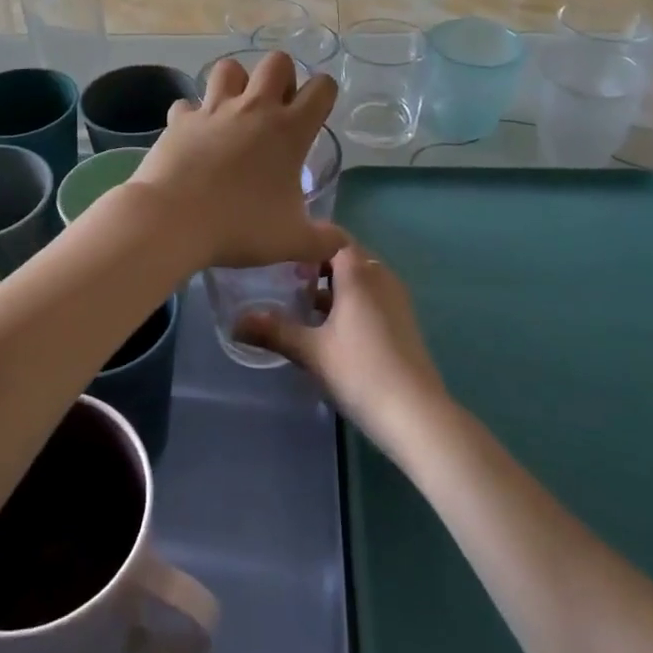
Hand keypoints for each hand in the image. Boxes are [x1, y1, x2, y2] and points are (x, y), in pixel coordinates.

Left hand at [128, 51, 344, 271]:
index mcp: (289, 130)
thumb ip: (323, 241)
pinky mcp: (180, 119)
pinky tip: (193, 135)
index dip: (324, 93)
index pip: (321, 88)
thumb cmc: (240, 226)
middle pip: (276, 61)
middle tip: (276, 110)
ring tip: (234, 111)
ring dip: (235, 82)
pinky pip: (186, 104)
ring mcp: (213, 109)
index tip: (316, 113)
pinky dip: (191, 115)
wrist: (173, 220)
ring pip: (228, 68)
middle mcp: (254, 109)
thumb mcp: (291, 241)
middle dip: (281, 76)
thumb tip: (344, 245)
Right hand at [236, 242, 447, 448]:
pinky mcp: (403, 323)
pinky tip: (330, 330)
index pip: (333, 236)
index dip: (308, 239)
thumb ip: (274, 331)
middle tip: (285, 277)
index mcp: (359, 272)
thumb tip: (235, 322)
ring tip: (302, 304)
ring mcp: (396, 300)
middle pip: (346, 257)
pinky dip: (350, 303)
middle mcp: (380, 276)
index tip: (281, 250)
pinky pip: (372, 298)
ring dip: (334, 287)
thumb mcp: (312, 351)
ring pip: (360, 280)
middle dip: (317, 264)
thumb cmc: (361, 371)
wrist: (417, 415)